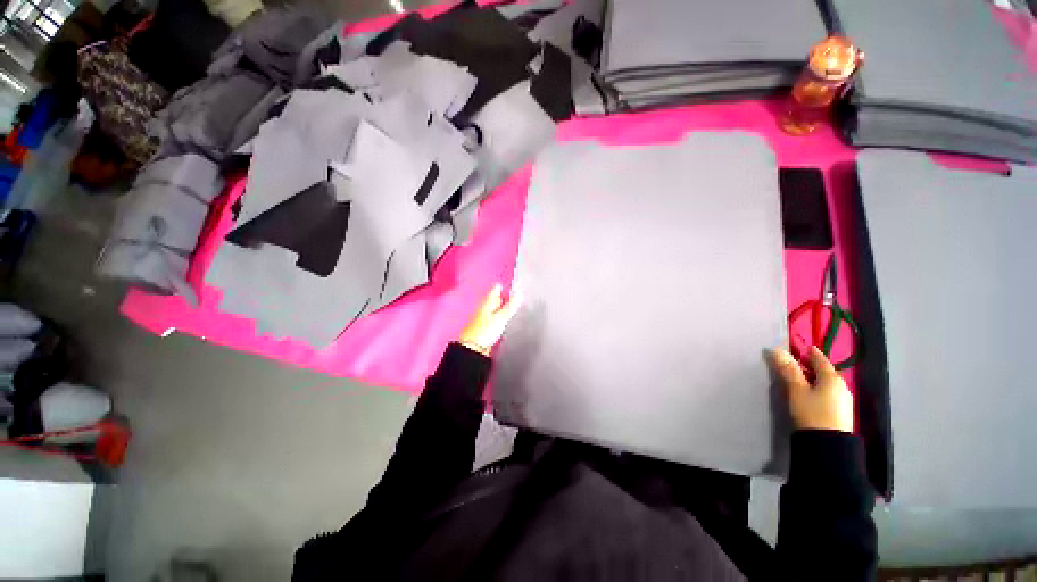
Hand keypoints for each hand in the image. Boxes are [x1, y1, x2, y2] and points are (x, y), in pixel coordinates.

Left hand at [459, 284, 522, 355]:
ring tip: (507, 304)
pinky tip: (500, 318)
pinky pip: (491, 317)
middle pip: (493, 298)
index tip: (510, 283)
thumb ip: (511, 305)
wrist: (473, 346)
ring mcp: (483, 317)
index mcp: (487, 302)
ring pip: (492, 308)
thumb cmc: (485, 330)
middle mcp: (484, 307)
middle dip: (501, 295)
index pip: (495, 290)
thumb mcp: (501, 317)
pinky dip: (497, 315)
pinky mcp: (483, 327)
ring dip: (500, 306)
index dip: (502, 286)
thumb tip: (519, 293)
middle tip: (510, 292)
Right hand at [770, 346, 853, 432]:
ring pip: (827, 383)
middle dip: (813, 366)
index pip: (821, 360)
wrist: (828, 445)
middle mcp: (841, 387)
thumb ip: (788, 370)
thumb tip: (776, 350)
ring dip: (815, 379)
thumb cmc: (812, 412)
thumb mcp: (796, 390)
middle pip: (825, 372)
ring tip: (802, 379)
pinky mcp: (841, 412)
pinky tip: (812, 394)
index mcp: (832, 378)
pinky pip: (829, 393)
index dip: (811, 353)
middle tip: (798, 363)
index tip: (805, 347)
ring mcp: (843, 401)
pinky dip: (819, 389)